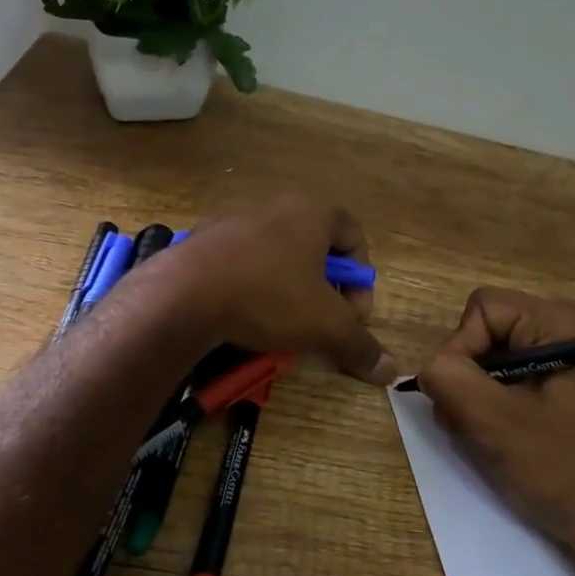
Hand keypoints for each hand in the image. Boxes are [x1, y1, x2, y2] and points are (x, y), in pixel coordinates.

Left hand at [138, 195, 398, 383]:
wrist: (182, 295)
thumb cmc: (268, 297)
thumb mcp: (324, 326)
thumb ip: (360, 345)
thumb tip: (392, 371)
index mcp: (312, 211)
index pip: (355, 235)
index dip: (361, 279)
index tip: (353, 315)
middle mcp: (276, 204)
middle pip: (316, 247)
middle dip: (325, 288)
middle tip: (320, 321)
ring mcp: (235, 218)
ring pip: (277, 255)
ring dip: (288, 289)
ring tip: (280, 325)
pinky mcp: (203, 238)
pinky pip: (243, 261)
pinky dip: (253, 287)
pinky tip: (243, 315)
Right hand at [416, 289, 574, 575]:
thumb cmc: (568, 471)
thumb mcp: (497, 423)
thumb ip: (450, 381)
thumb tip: (429, 368)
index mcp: (558, 322)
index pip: (481, 310)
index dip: (459, 349)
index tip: (463, 400)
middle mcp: (565, 332)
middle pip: (486, 335)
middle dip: (467, 380)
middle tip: (473, 427)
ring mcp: (566, 365)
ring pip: (493, 366)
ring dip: (478, 403)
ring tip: (491, 443)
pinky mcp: (564, 396)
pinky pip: (511, 388)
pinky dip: (496, 415)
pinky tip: (505, 447)